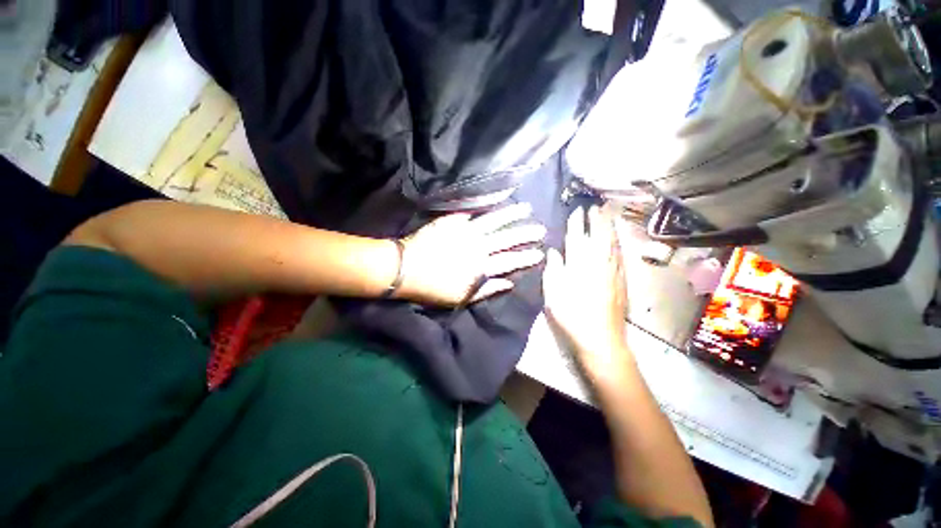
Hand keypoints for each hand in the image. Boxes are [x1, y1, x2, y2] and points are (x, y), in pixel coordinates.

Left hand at [397, 203, 545, 305]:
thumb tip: (509, 283)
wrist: (405, 269)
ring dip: (510, 214)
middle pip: (505, 238)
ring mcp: (465, 231)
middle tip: (541, 228)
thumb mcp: (461, 298)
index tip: (540, 253)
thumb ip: (487, 290)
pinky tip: (496, 199)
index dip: (525, 257)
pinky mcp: (452, 222)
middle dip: (525, 233)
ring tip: (525, 208)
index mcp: (480, 267)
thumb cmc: (433, 288)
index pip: (509, 261)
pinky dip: (485, 205)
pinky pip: (472, 211)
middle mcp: (477, 247)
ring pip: (493, 221)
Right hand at [543, 206, 631, 381]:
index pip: (577, 237)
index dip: (577, 222)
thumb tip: (553, 251)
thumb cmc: (571, 316)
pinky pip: (620, 254)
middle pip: (599, 234)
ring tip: (608, 213)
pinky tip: (617, 238)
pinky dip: (618, 242)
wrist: (601, 339)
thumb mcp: (553, 294)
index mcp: (578, 265)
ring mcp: (613, 270)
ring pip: (612, 241)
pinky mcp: (622, 279)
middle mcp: (598, 262)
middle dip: (597, 218)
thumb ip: (553, 269)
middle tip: (597, 204)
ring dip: (610, 226)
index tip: (577, 209)